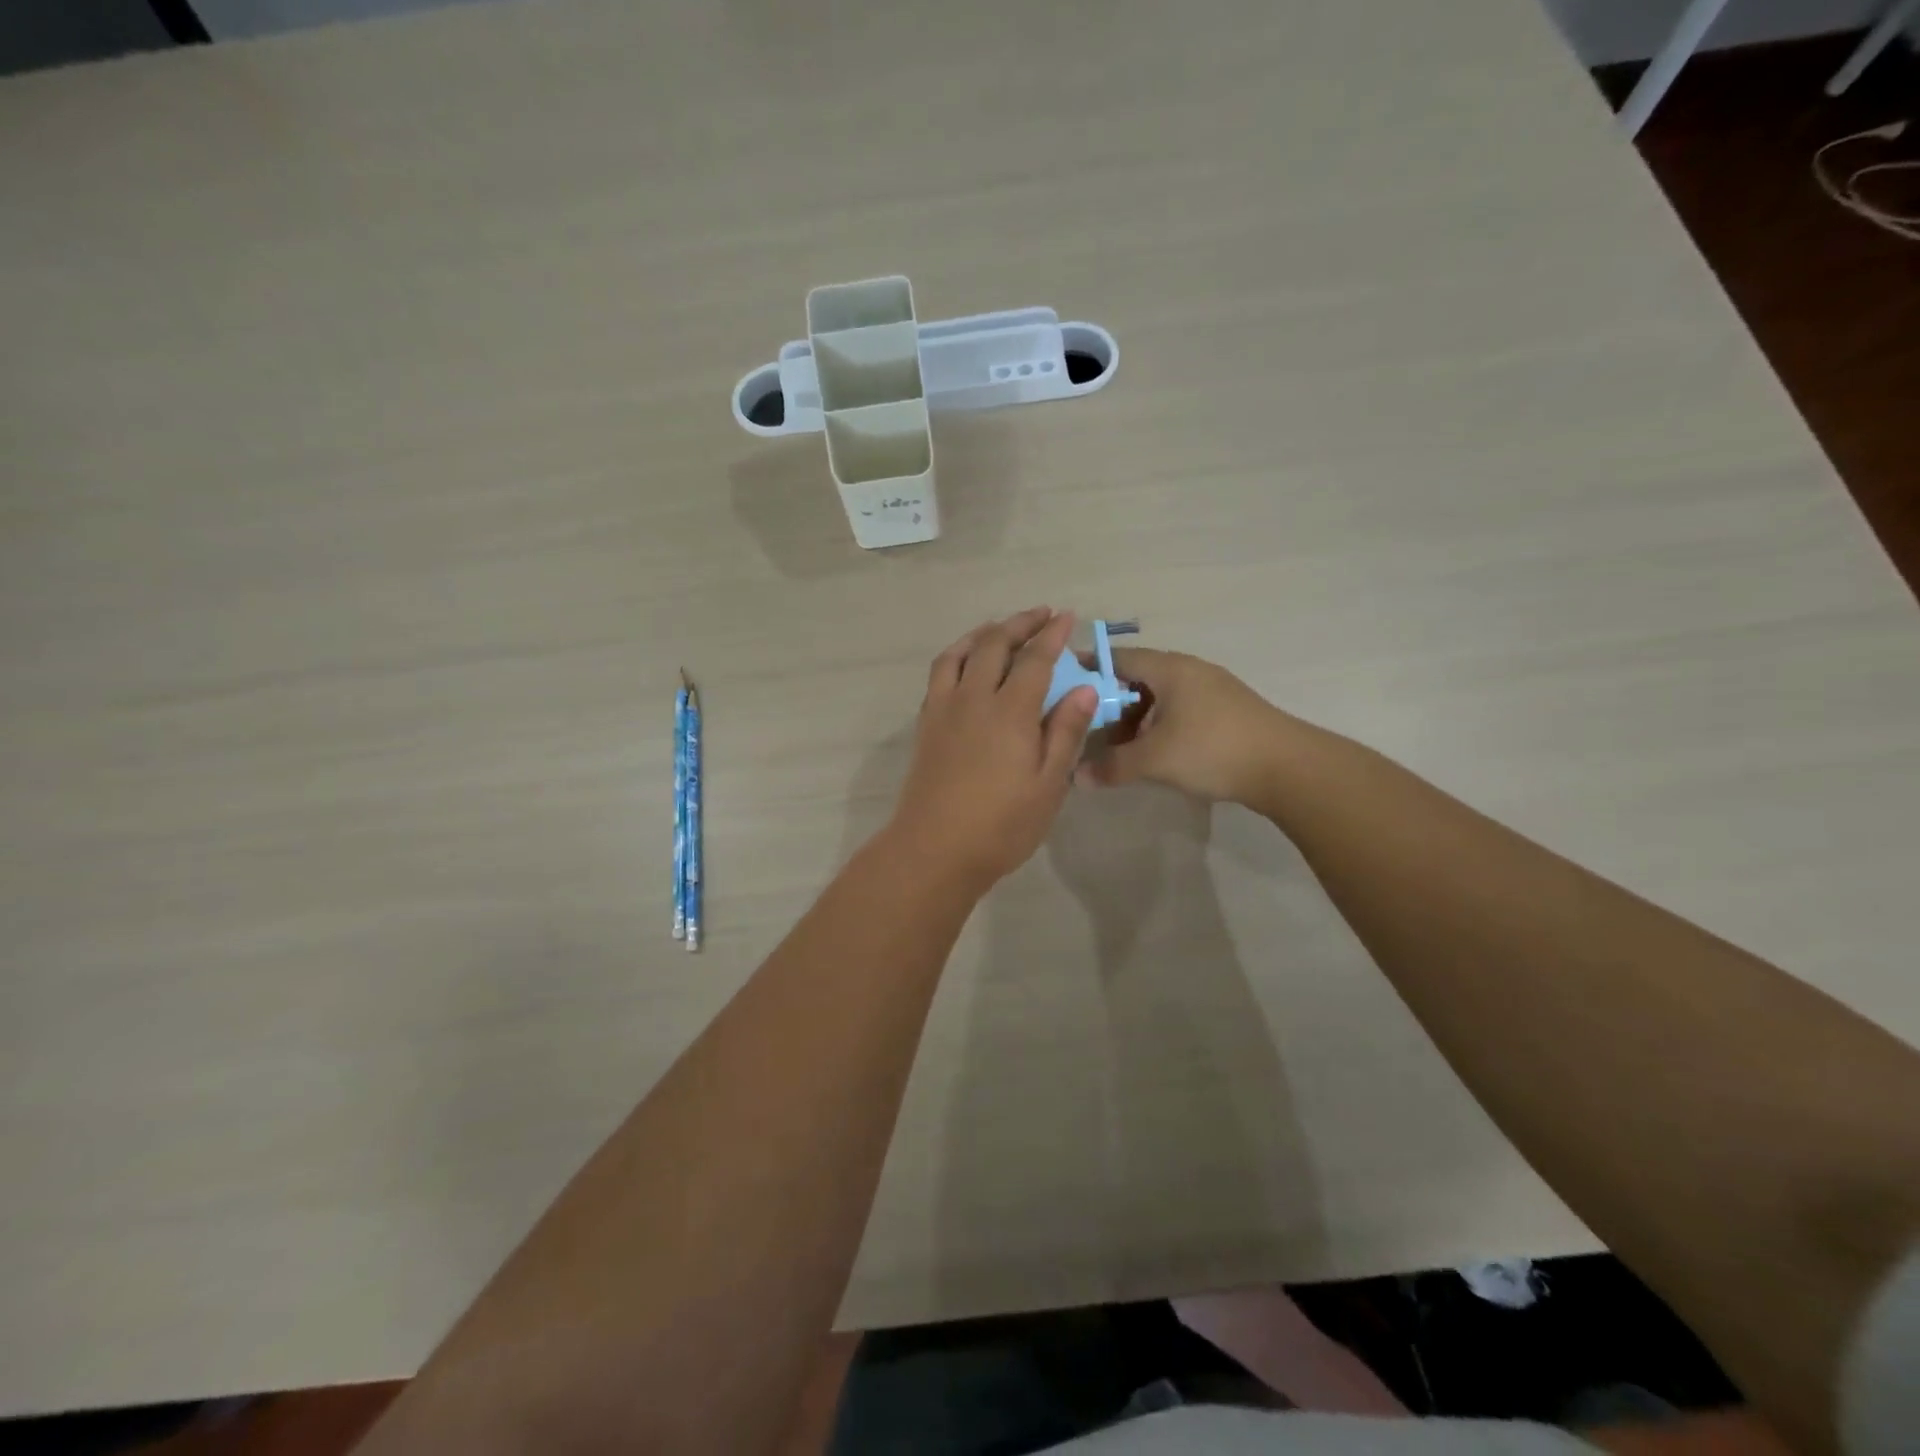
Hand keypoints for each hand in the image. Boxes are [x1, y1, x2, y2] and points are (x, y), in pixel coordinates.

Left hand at [887, 608, 1096, 893]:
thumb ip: (1065, 732)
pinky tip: (966, 664)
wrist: (934, 849)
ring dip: (983, 633)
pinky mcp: (926, 723)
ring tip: (1000, 628)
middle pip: (995, 645)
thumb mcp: (1048, 784)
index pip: (1035, 659)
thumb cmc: (1001, 825)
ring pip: (960, 652)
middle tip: (1040, 614)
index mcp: (1010, 711)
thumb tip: (1084, 687)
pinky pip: (940, 673)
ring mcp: (944, 708)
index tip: (1067, 616)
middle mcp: (973, 698)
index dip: (1052, 635)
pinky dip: (957, 655)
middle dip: (1019, 623)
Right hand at [1078, 648, 1290, 804]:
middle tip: (1087, 728)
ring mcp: (1211, 689)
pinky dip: (1159, 725)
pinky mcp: (1226, 710)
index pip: (1118, 657)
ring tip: (1119, 746)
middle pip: (1137, 678)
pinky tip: (1154, 752)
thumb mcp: (1154, 760)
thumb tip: (1076, 777)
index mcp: (1169, 668)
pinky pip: (1179, 709)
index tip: (1064, 687)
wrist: (1287, 767)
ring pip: (1160, 696)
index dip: (1089, 669)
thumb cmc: (1212, 750)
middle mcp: (1189, 670)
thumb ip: (1112, 766)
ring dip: (1136, 718)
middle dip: (1110, 702)